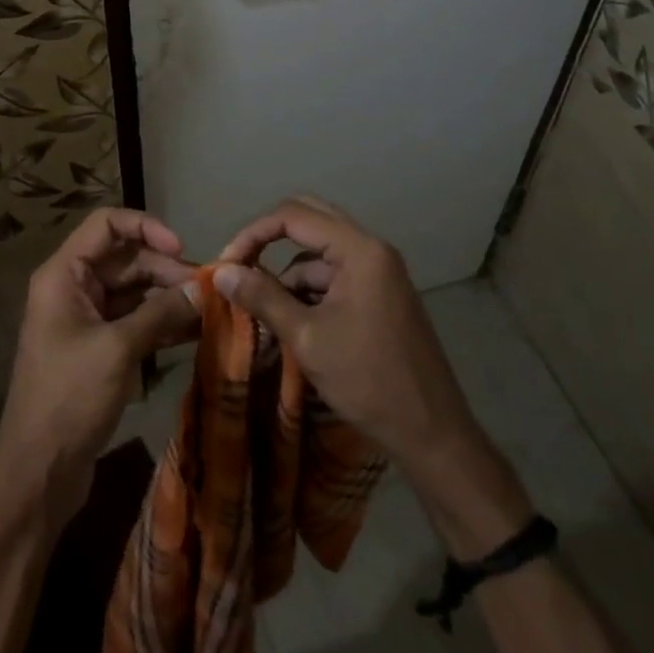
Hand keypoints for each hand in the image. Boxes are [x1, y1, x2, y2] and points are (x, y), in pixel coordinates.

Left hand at [0, 208, 198, 524]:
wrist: (38, 474)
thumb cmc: (70, 399)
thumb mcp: (118, 350)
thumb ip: (161, 313)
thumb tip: (203, 289)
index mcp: (64, 274)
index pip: (106, 224)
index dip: (145, 226)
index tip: (181, 248)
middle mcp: (73, 287)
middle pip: (125, 258)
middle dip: (165, 269)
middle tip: (207, 290)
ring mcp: (86, 319)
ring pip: (134, 290)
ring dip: (168, 297)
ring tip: (210, 310)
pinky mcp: (99, 348)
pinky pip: (134, 320)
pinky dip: (161, 322)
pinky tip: (195, 331)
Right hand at [215, 196, 532, 555]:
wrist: (433, 436)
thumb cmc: (368, 382)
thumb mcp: (307, 339)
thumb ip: (262, 297)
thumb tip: (220, 271)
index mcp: (359, 250)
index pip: (293, 216)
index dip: (254, 234)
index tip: (227, 264)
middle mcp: (372, 249)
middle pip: (309, 219)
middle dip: (269, 240)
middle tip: (240, 266)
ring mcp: (379, 271)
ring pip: (320, 251)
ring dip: (289, 273)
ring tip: (263, 310)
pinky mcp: (380, 294)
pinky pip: (335, 274)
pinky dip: (309, 291)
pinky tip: (292, 322)